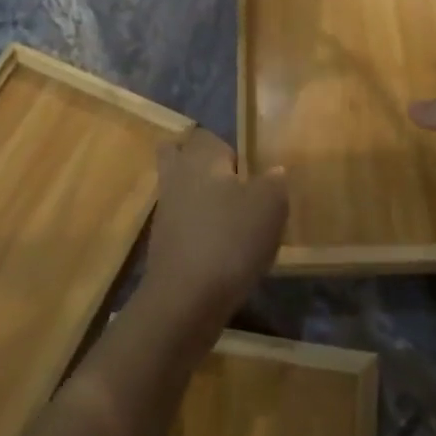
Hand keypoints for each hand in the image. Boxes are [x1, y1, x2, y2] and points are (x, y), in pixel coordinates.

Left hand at [142, 129, 287, 330]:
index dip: (230, 152)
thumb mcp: (270, 205)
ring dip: (200, 201)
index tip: (249, 175)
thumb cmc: (230, 239)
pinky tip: (222, 251)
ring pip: (180, 190)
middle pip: (179, 156)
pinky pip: (181, 224)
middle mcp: (176, 175)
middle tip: (233, 188)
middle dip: (202, 167)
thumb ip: (274, 181)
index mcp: (200, 156)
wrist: (186, 299)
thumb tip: (273, 172)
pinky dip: (197, 231)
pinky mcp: (161, 243)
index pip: (208, 136)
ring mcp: (164, 210)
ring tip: (234, 224)